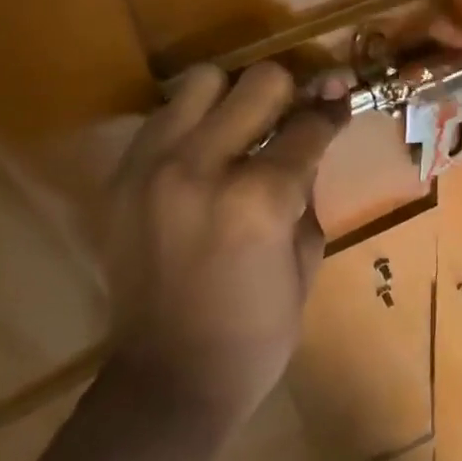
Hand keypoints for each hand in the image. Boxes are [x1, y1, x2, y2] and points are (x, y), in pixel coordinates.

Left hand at [102, 62, 347, 424]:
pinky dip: (190, 124)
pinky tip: (202, 155)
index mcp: (260, 198)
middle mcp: (203, 166)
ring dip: (231, 98)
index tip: (340, 99)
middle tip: (292, 114)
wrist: (167, 379)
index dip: (333, 110)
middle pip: (259, 81)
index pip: (308, 125)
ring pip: (202, 82)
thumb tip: (310, 139)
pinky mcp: (121, 178)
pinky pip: (162, 118)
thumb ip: (307, 189)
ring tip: (239, 128)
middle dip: (288, 93)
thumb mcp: (306, 260)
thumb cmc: (255, 333)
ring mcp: (154, 167)